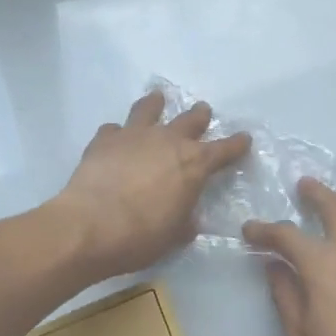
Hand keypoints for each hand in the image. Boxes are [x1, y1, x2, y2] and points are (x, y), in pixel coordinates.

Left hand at [54, 90, 251, 279]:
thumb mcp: (174, 235)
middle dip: (199, 116)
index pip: (224, 150)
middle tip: (203, 111)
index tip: (244, 138)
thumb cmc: (141, 237)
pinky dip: (117, 132)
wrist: (90, 226)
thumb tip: (187, 218)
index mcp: (194, 164)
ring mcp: (134, 135)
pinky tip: (114, 138)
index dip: (236, 144)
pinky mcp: (105, 139)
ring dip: (156, 104)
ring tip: (158, 99)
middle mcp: (168, 140)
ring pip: (149, 109)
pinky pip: (114, 129)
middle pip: (190, 120)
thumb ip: (185, 221)